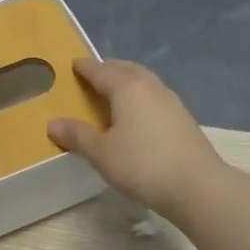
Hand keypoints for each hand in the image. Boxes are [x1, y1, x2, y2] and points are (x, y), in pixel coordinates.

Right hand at [47, 58, 226, 216]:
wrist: (196, 186)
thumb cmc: (142, 165)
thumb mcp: (102, 153)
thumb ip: (78, 135)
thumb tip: (52, 123)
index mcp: (128, 88)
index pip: (102, 71)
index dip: (86, 68)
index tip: (74, 64)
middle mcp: (151, 88)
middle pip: (127, 70)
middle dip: (109, 69)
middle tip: (94, 74)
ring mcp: (172, 102)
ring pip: (145, 82)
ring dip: (128, 81)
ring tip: (115, 92)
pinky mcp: (183, 119)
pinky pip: (155, 98)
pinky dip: (141, 97)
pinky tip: (138, 114)